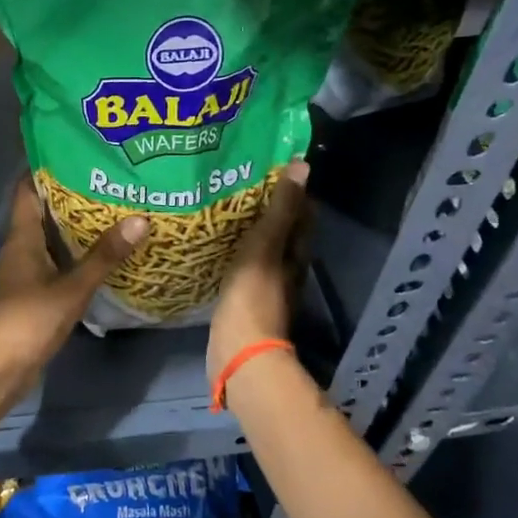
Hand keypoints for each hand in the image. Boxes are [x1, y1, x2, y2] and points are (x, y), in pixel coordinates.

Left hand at [0, 177, 147, 413]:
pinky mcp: (34, 292)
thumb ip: (104, 255)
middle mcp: (21, 248)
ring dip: (76, 226)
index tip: (76, 151)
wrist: (0, 368)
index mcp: (22, 237)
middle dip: (71, 195)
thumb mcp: (72, 287)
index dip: (47, 168)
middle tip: (108, 178)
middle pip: (43, 211)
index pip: (28, 189)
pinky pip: (57, 261)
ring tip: (113, 209)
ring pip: (51, 237)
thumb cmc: (29, 320)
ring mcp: (26, 271)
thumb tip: (140, 219)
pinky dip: (76, 253)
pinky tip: (102, 253)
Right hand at [207, 158, 310, 379]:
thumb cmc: (253, 295)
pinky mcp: (245, 299)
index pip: (302, 213)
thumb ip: (280, 208)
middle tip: (239, 182)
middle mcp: (287, 268)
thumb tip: (302, 165)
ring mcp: (266, 286)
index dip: (291, 189)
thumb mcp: (265, 245)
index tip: (269, 166)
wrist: (238, 352)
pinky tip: (215, 244)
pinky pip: (242, 266)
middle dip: (267, 207)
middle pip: (283, 230)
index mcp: (296, 253)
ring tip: (223, 206)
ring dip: (249, 229)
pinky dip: (234, 251)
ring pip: (262, 248)